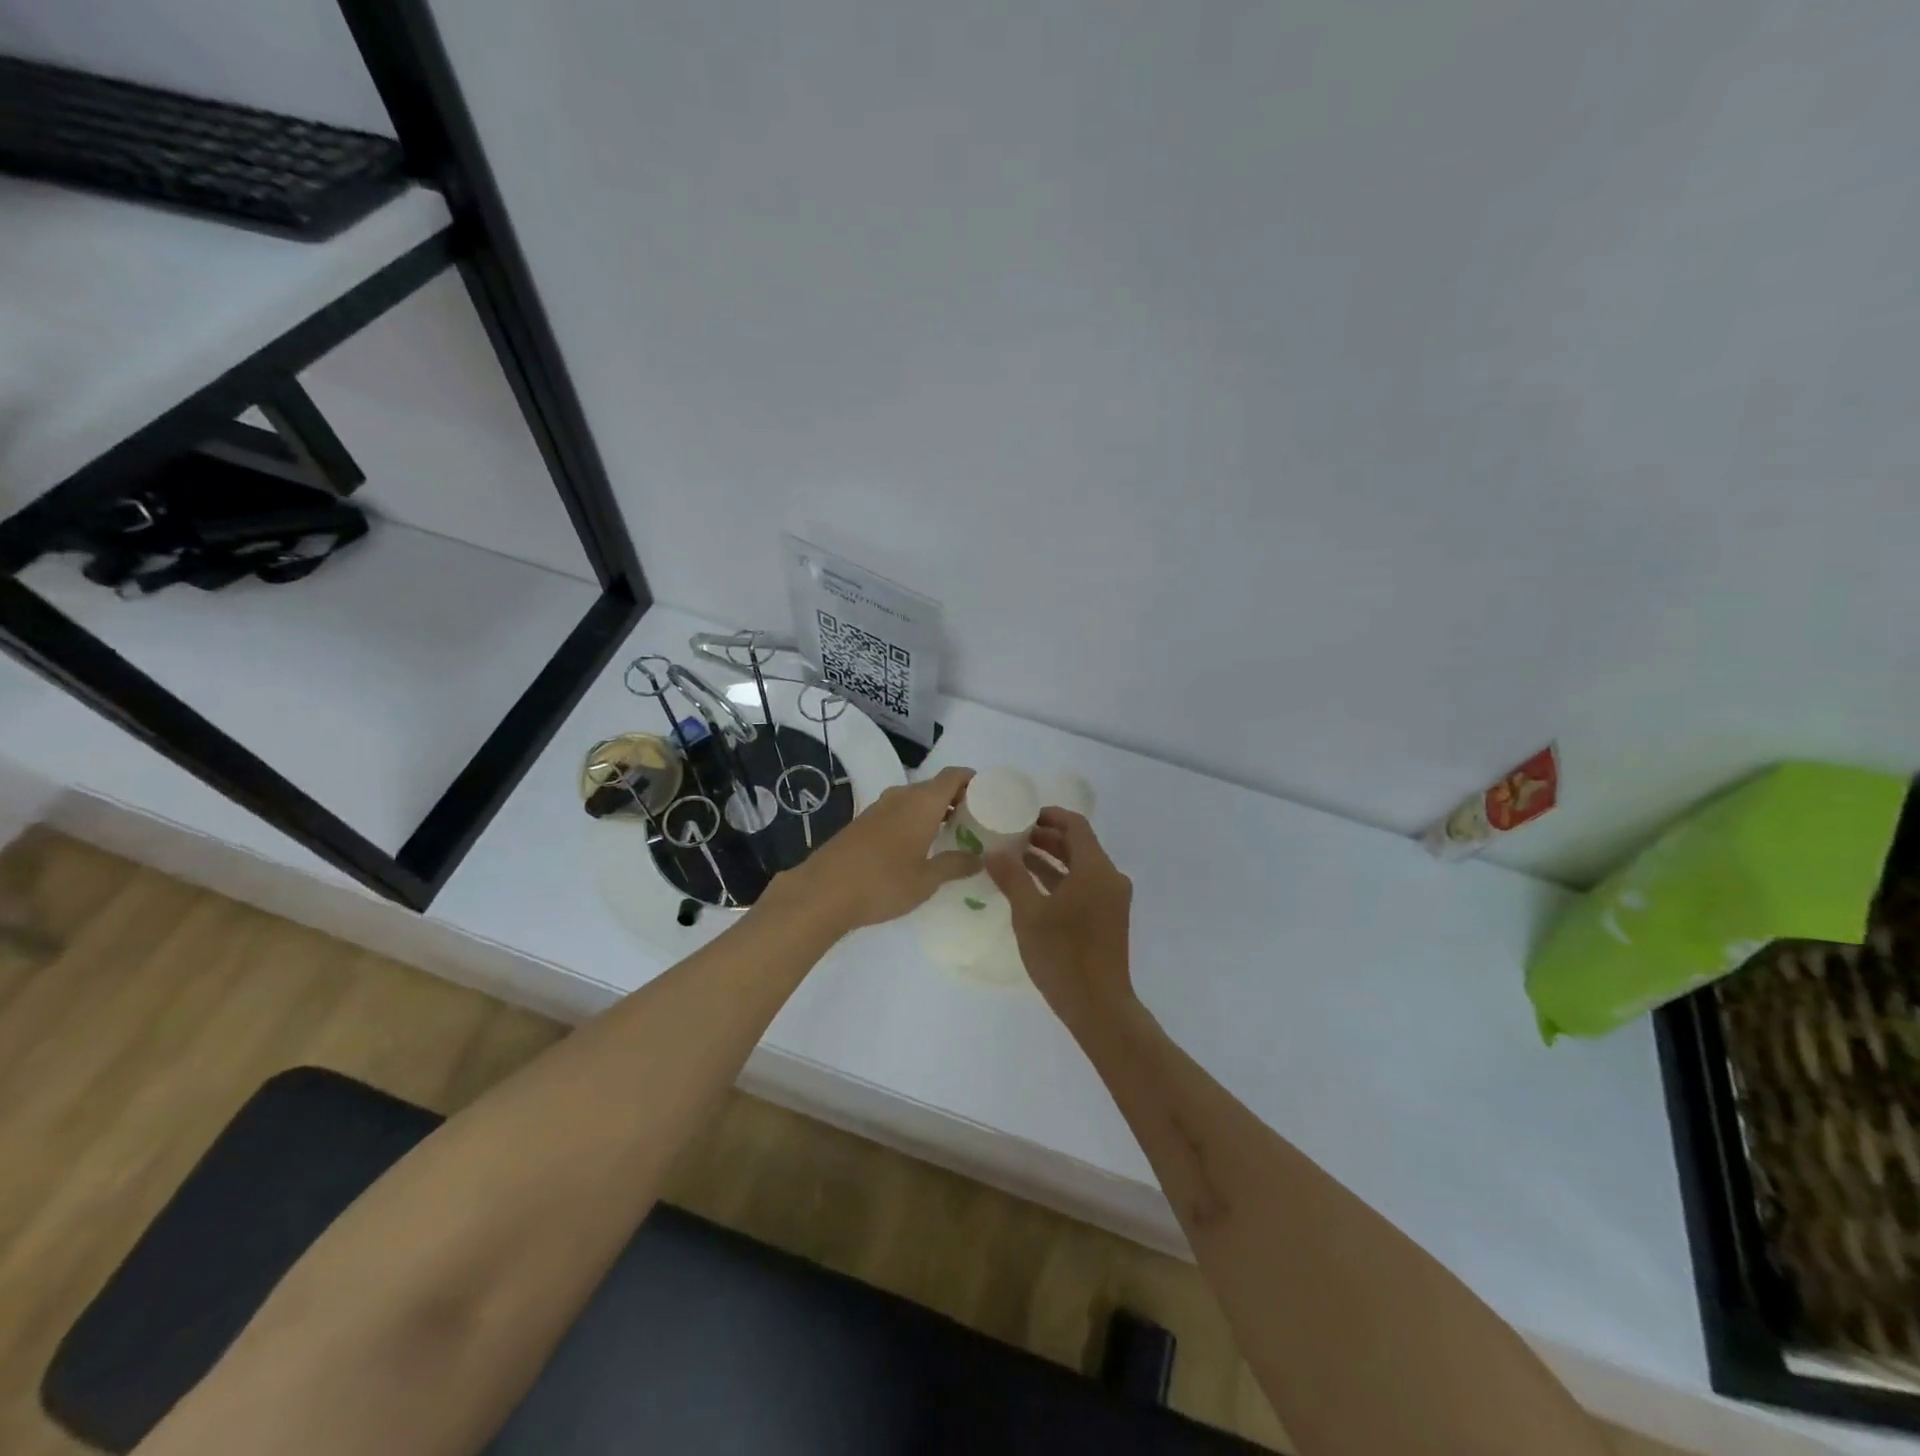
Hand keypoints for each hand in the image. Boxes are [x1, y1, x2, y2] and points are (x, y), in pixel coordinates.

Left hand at [774, 766, 980, 932]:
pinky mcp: (863, 823)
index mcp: (922, 802)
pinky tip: (919, 845)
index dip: (973, 780)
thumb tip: (979, 859)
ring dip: (934, 811)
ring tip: (952, 834)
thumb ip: (955, 865)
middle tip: (976, 820)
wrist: (823, 892)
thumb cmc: (883, 883)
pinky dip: (914, 820)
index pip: (954, 775)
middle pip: (935, 786)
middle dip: (957, 799)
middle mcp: (901, 797)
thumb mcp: (926, 880)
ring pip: (915, 799)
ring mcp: (879, 808)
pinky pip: (898, 812)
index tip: (990, 795)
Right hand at [986, 808, 1133, 1018]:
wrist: (1098, 1006)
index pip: (1075, 826)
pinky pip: (1084, 886)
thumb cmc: (1063, 955)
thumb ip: (1011, 877)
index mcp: (1096, 869)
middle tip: (1012, 835)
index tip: (1021, 814)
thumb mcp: (1029, 913)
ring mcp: (1111, 899)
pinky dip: (1060, 880)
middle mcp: (1109, 878)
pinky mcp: (1108, 918)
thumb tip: (993, 850)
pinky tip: (1032, 886)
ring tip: (1016, 857)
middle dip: (1046, 837)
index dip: (1049, 816)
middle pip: (1078, 844)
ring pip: (1080, 867)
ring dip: (1051, 859)